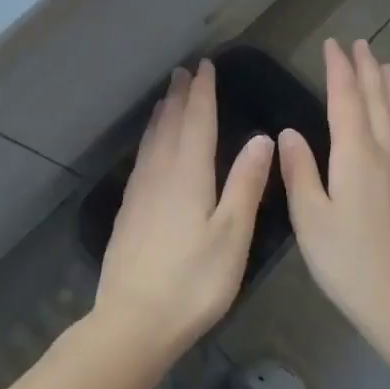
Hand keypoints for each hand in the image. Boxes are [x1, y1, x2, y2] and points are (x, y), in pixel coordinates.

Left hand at [96, 60, 274, 358]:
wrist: (133, 323)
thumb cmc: (193, 282)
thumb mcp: (232, 235)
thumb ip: (246, 184)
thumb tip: (262, 138)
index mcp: (189, 176)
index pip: (197, 122)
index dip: (203, 93)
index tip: (204, 66)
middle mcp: (160, 176)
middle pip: (171, 126)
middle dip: (180, 97)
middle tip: (183, 71)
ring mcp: (138, 194)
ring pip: (151, 142)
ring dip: (162, 116)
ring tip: (166, 99)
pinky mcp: (127, 214)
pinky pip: (141, 161)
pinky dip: (149, 142)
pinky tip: (149, 151)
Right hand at [278, 39, 389, 331]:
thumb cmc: (344, 258)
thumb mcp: (308, 215)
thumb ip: (299, 170)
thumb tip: (288, 132)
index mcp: (355, 154)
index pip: (345, 99)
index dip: (339, 69)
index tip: (333, 45)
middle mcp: (386, 152)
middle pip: (378, 100)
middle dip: (367, 69)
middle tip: (360, 45)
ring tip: (388, 68)